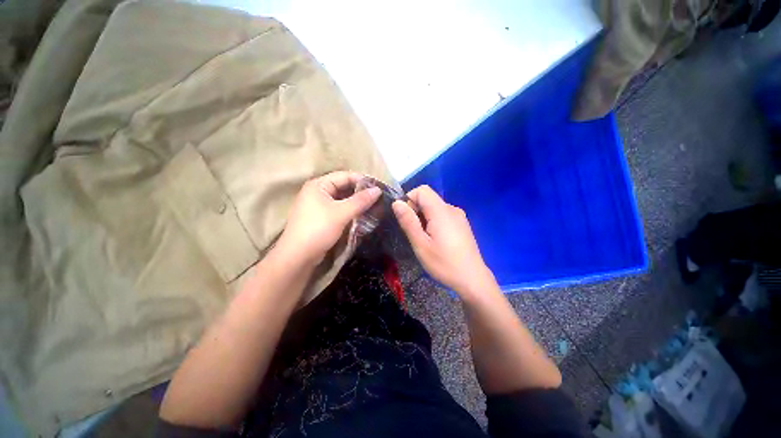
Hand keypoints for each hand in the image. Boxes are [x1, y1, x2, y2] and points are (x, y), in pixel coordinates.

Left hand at [277, 171, 380, 264]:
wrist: (298, 257)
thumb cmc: (318, 229)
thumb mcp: (341, 213)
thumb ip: (360, 200)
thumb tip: (378, 190)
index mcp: (319, 185)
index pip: (345, 176)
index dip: (362, 180)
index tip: (379, 187)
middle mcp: (318, 192)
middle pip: (344, 187)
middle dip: (361, 192)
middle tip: (379, 198)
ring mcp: (319, 205)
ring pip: (343, 199)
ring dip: (357, 203)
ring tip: (374, 206)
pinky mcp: (322, 217)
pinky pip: (340, 209)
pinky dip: (351, 211)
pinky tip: (363, 215)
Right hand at [392, 185, 495, 295]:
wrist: (472, 279)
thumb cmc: (444, 263)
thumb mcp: (421, 244)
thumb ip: (408, 221)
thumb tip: (397, 202)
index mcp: (441, 211)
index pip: (422, 190)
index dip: (409, 200)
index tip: (407, 219)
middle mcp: (452, 209)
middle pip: (428, 198)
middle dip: (416, 211)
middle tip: (415, 233)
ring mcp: (459, 216)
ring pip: (435, 207)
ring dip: (424, 218)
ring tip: (425, 239)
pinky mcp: (462, 224)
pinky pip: (443, 215)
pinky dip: (434, 222)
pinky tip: (436, 240)